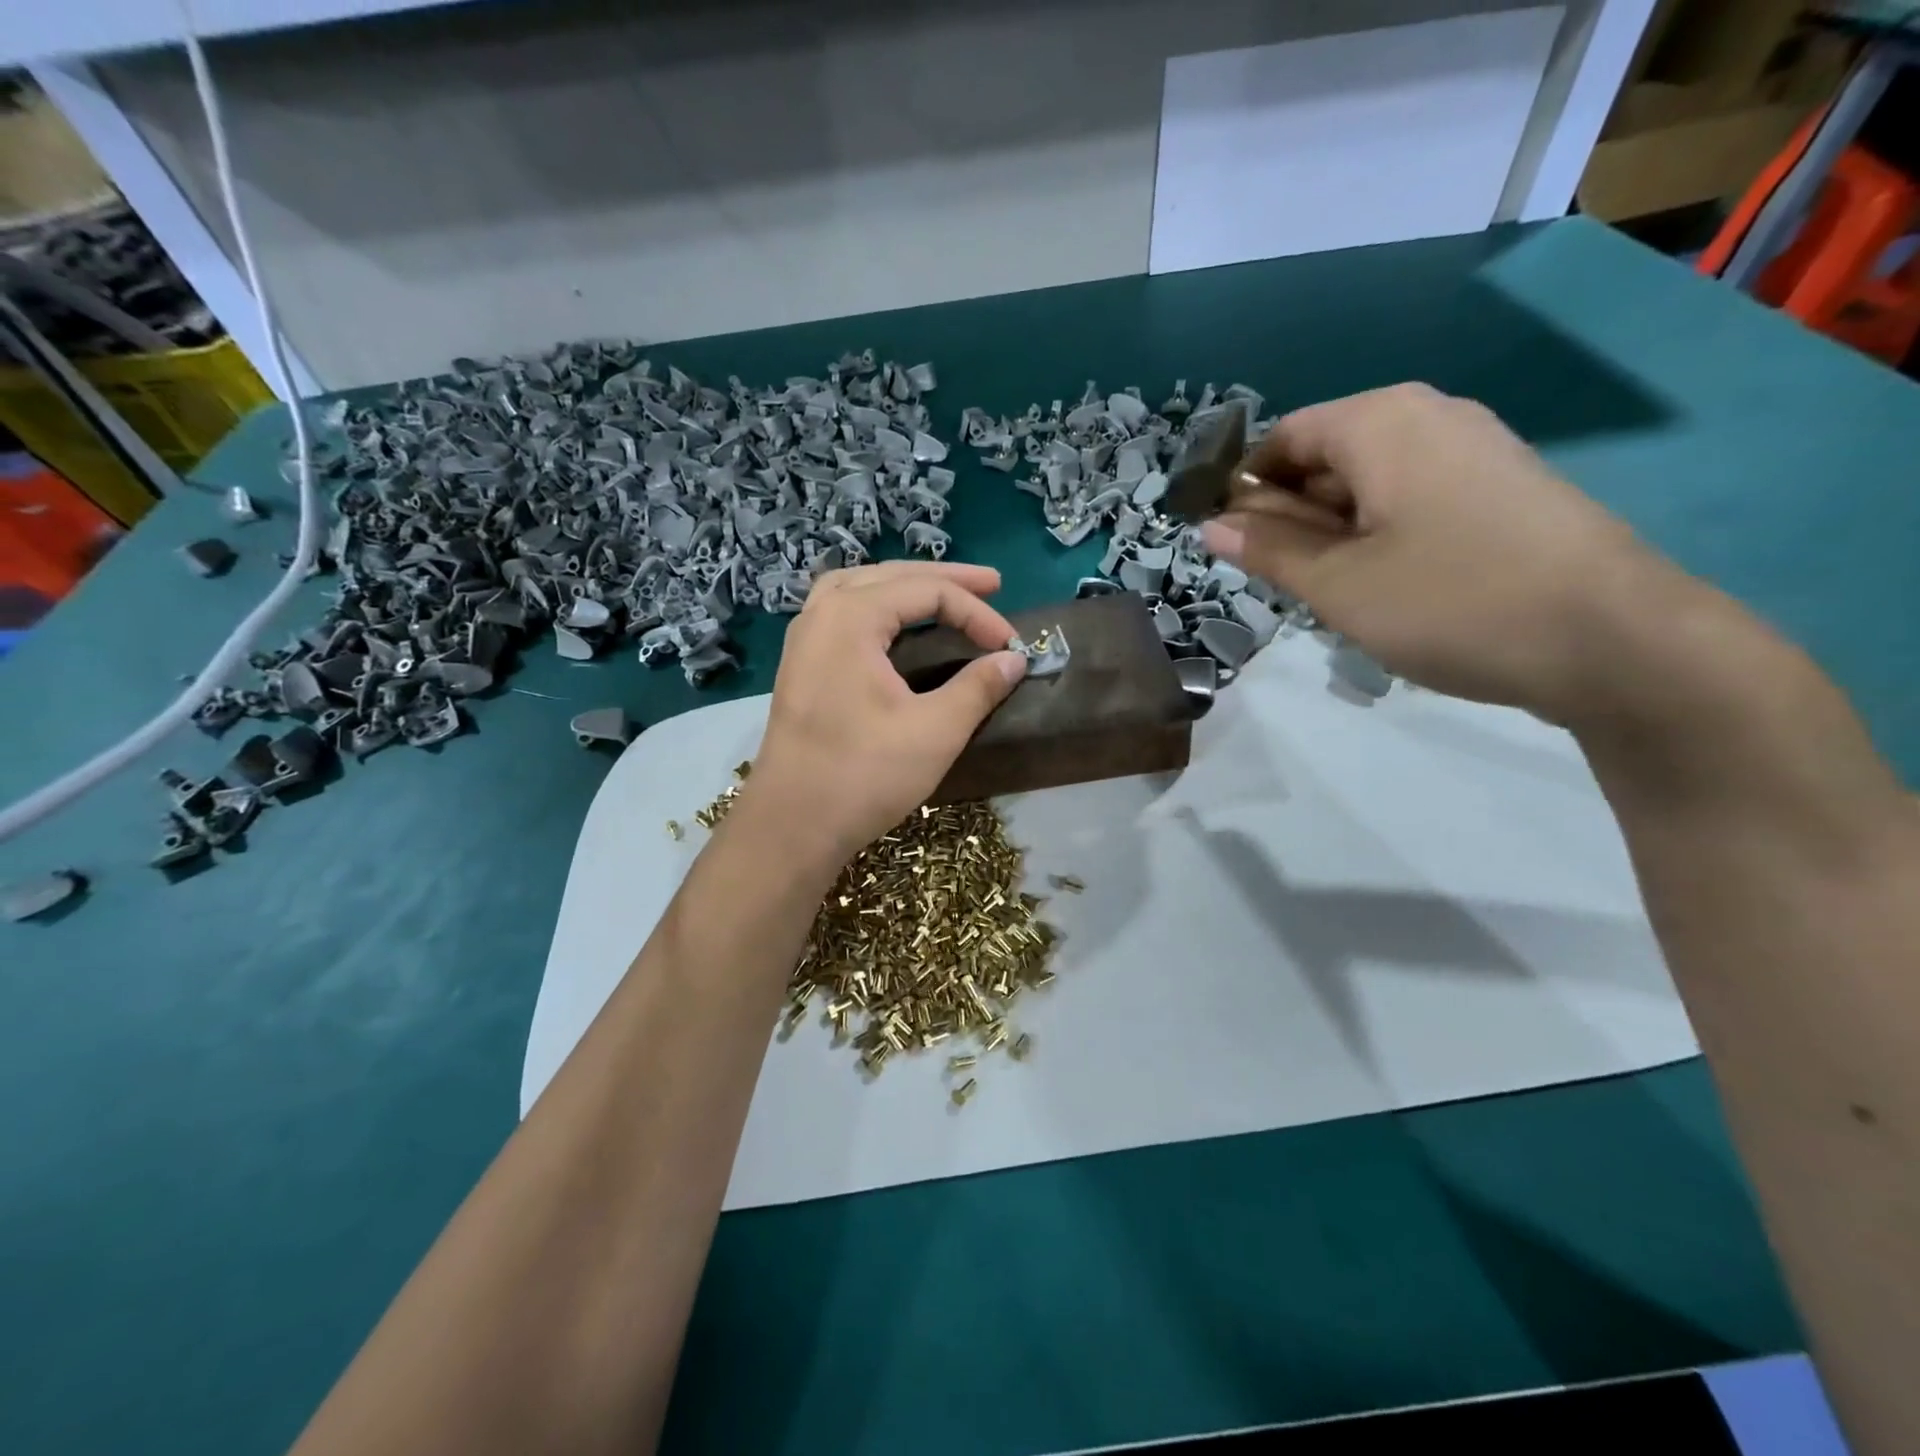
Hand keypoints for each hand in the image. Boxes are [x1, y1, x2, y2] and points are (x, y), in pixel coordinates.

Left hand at [739, 560, 1027, 869]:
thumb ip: (978, 687)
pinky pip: (841, 611)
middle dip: (946, 580)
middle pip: (892, 576)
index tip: (1011, 645)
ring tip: (941, 592)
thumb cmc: (864, 775)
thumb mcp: (935, 731)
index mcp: (851, 617)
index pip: (927, 593)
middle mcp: (821, 614)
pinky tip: (892, 624)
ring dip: (906, 585)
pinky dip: (876, 605)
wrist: (792, 825)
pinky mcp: (800, 665)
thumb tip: (1014, 660)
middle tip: (993, 585)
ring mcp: (804, 639)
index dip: (977, 613)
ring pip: (861, 587)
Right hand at [1201, 383, 1657, 720]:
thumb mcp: (1337, 583)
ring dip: (1332, 532)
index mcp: (1379, 421)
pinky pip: (1412, 497)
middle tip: (1281, 582)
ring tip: (1333, 592)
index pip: (1282, 439)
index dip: (1245, 490)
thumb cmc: (1450, 601)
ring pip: (1368, 482)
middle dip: (1290, 516)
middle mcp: (1427, 416)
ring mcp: (1473, 449)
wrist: (1612, 639)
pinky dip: (1379, 534)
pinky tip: (1385, 586)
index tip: (1230, 547)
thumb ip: (1268, 549)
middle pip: (1326, 457)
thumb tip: (1210, 525)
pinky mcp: (1502, 486)